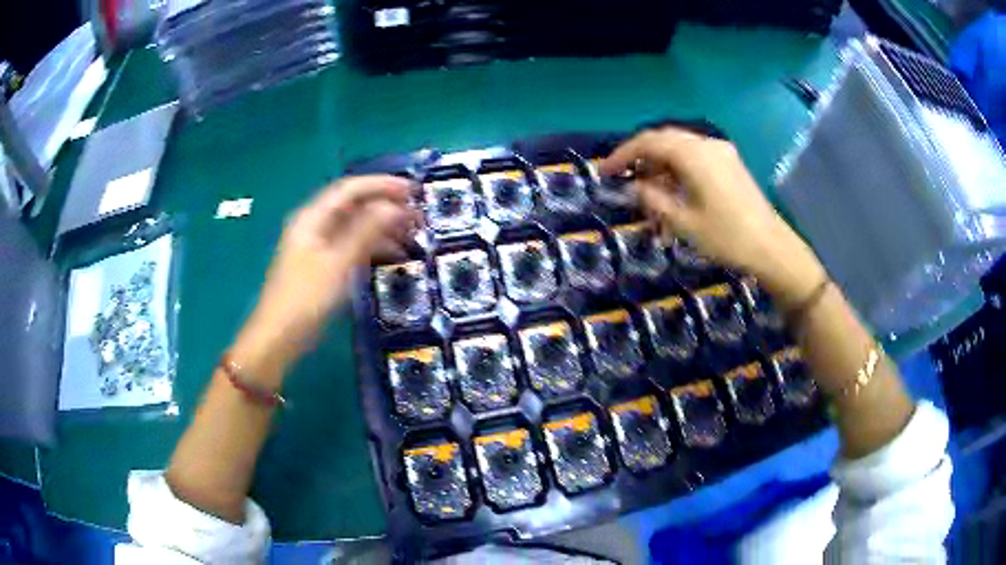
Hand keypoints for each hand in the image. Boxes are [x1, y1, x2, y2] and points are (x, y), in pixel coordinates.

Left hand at [234, 175, 420, 376]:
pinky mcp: (322, 265)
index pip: (350, 189)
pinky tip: (394, 256)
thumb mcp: (338, 264)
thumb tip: (394, 206)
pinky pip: (351, 246)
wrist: (278, 338)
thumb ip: (366, 232)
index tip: (413, 189)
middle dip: (385, 205)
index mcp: (312, 218)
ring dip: (382, 227)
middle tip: (418, 214)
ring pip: (354, 227)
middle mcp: (314, 226)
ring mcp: (317, 246)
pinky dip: (372, 246)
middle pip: (353, 206)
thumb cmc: (306, 299)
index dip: (382, 185)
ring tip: (412, 235)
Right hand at [600, 127, 824, 307]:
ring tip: (649, 192)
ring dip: (660, 164)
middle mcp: (706, 145)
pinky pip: (696, 156)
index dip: (622, 154)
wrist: (772, 248)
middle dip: (641, 157)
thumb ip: (654, 199)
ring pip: (680, 148)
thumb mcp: (683, 222)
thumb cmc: (727, 238)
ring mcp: (721, 152)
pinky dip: (679, 168)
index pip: (648, 143)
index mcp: (693, 155)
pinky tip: (675, 190)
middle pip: (664, 140)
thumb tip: (636, 186)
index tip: (605, 171)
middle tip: (623, 178)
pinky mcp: (731, 164)